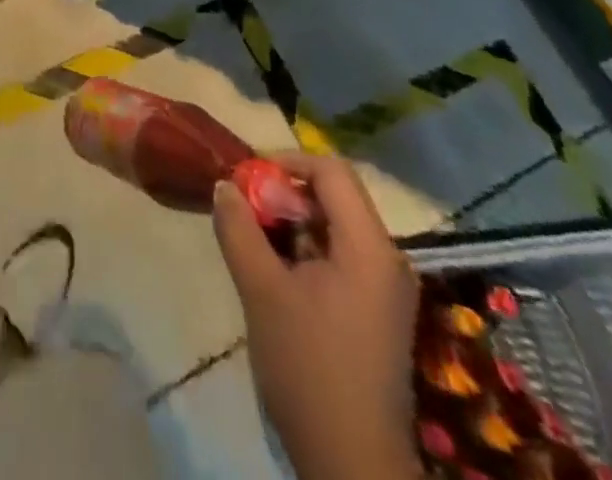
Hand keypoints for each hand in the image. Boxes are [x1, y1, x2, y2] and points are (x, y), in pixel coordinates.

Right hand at [213, 154, 422, 479]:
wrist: (352, 463)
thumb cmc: (308, 367)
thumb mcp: (261, 291)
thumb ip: (239, 229)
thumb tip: (225, 185)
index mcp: (369, 247)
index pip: (331, 170)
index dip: (287, 162)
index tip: (248, 178)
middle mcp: (387, 258)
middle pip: (335, 196)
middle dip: (286, 194)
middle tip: (245, 207)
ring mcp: (386, 288)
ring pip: (336, 227)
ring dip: (293, 223)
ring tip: (254, 239)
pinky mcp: (378, 312)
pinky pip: (342, 256)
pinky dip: (307, 250)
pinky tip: (277, 272)